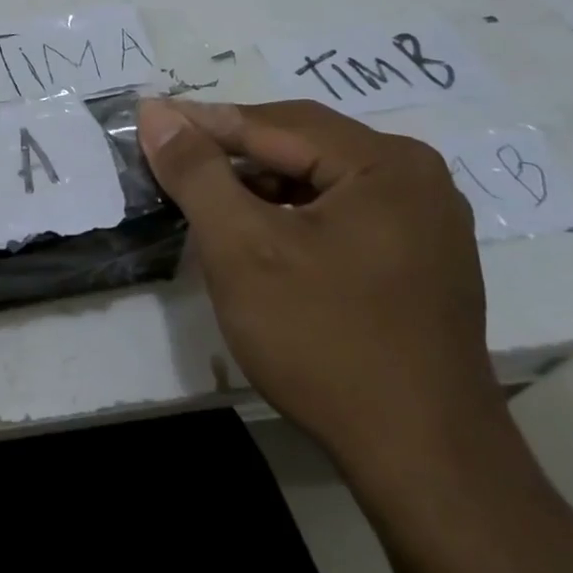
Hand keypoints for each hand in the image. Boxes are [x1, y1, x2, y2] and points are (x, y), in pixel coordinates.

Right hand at [137, 98, 504, 478]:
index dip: (203, 123)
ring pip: (316, 180)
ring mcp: (424, 222)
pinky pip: (337, 212)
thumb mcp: (241, 247)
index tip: (148, 121)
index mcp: (386, 163)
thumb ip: (196, 171)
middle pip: (300, 145)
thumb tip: (156, 112)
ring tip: (203, 198)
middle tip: (170, 159)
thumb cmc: (324, 340)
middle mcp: (416, 179)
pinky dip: (287, 215)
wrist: (421, 461)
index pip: (274, 123)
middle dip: (231, 152)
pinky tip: (253, 235)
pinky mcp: (417, 260)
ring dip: (256, 185)